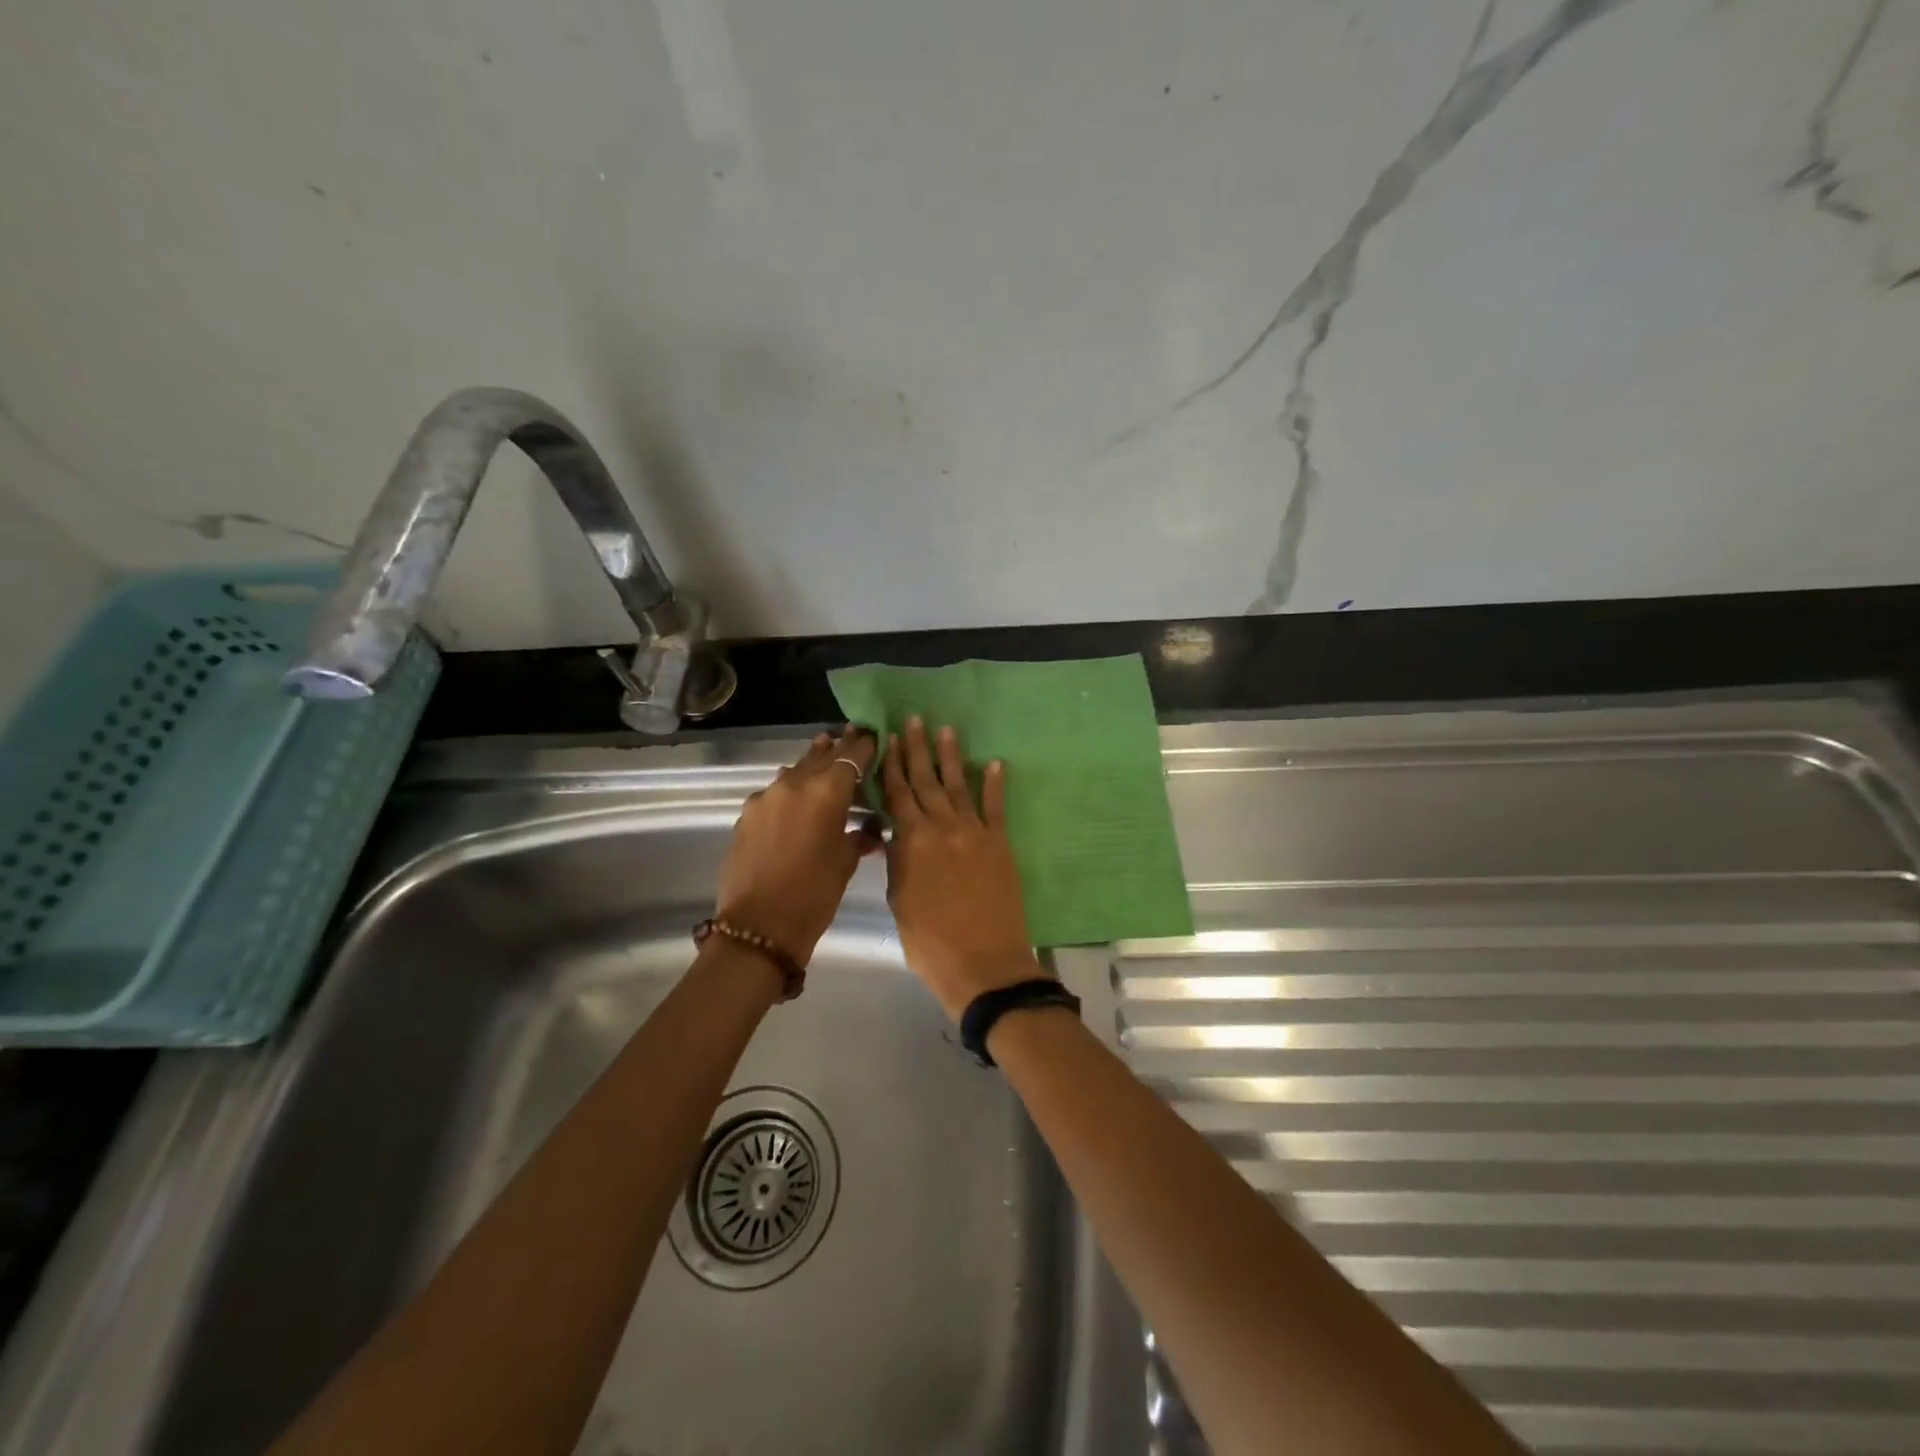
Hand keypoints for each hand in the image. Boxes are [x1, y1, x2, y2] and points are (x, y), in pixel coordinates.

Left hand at [715, 727, 880, 963]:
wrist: (758, 926)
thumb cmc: (814, 895)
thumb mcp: (846, 862)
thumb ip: (859, 835)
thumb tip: (870, 827)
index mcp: (826, 791)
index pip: (852, 756)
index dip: (865, 746)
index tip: (874, 736)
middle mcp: (794, 783)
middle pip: (821, 756)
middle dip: (839, 747)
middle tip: (853, 735)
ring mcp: (766, 797)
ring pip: (795, 770)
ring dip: (812, 764)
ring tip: (825, 755)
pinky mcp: (747, 814)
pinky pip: (776, 791)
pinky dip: (791, 789)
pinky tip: (797, 798)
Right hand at [882, 717, 1043, 1020]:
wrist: (983, 964)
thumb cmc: (930, 941)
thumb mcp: (899, 900)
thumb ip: (898, 862)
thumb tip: (894, 835)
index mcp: (912, 841)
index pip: (897, 794)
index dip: (891, 766)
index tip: (887, 739)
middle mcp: (943, 827)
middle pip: (926, 781)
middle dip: (917, 750)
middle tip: (915, 720)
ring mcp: (975, 833)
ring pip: (959, 786)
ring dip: (952, 757)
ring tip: (947, 730)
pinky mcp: (1000, 844)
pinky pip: (996, 807)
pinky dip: (995, 784)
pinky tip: (994, 762)